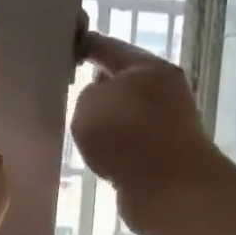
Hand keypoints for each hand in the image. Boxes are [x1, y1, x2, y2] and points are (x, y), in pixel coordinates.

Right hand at [71, 31, 227, 234]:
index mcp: (149, 67)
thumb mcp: (89, 103)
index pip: (110, 47)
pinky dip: (117, 145)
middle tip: (69, 89)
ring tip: (80, 127)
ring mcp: (169, 123)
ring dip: (108, 119)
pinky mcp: (167, 154)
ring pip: (128, 113)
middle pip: (125, 80)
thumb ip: (87, 94)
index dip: (86, 45)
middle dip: (99, 84)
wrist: (169, 189)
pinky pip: (133, 141)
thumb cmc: (126, 135)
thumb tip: (101, 101)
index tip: (66, 48)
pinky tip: (100, 153)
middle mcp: (165, 90)